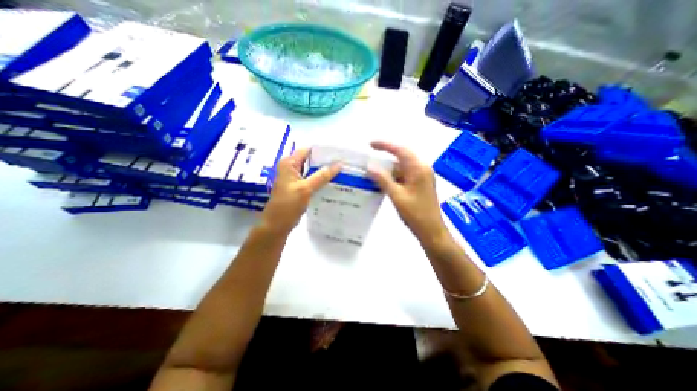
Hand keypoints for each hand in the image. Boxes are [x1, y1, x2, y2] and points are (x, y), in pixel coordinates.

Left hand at [261, 148, 339, 235]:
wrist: (276, 225)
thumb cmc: (287, 205)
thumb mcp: (306, 189)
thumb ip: (322, 176)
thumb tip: (339, 164)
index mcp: (289, 163)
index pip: (308, 150)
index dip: (323, 151)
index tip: (339, 153)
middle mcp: (291, 167)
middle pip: (311, 160)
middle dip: (326, 161)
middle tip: (344, 163)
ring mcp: (295, 177)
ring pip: (312, 170)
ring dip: (324, 171)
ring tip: (342, 171)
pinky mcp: (298, 186)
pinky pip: (312, 179)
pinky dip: (321, 180)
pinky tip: (333, 182)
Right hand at [366, 142, 448, 246]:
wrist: (432, 231)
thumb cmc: (415, 214)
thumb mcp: (397, 196)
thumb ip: (383, 179)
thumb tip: (370, 167)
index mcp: (418, 168)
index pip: (400, 150)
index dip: (385, 145)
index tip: (370, 144)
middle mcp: (422, 169)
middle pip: (402, 156)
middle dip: (386, 155)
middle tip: (370, 156)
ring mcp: (422, 177)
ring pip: (403, 167)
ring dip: (389, 168)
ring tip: (374, 169)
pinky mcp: (420, 184)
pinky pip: (405, 175)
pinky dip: (394, 176)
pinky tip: (384, 181)